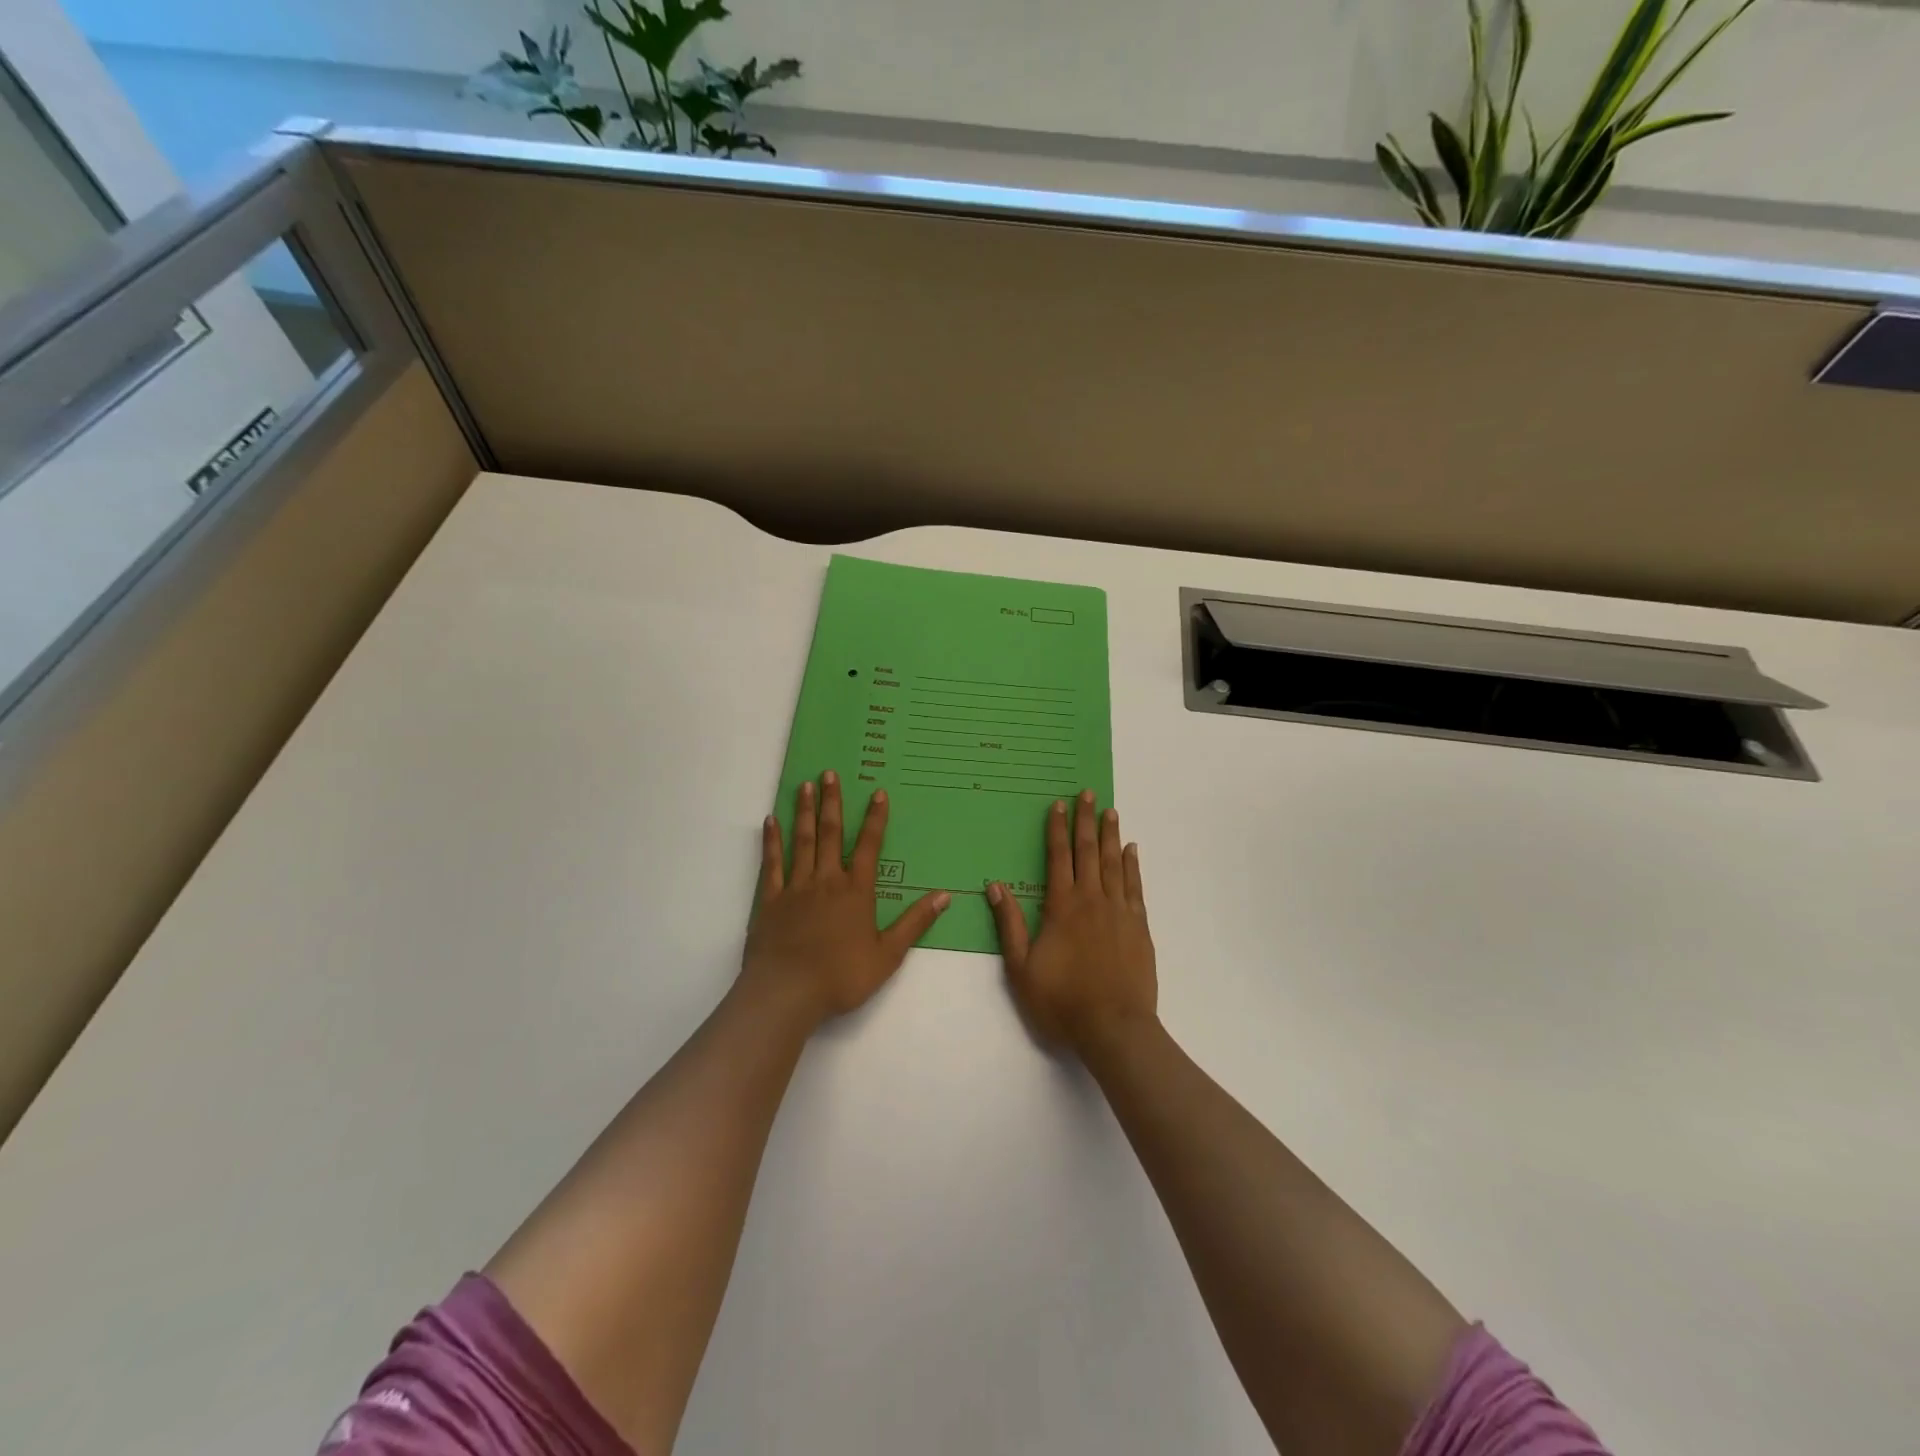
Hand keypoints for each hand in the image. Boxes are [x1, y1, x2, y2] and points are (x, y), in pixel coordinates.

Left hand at [741, 771, 949, 1027]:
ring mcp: (796, 887)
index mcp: (856, 891)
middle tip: (829, 773)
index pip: (869, 846)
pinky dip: (771, 841)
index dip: (875, 819)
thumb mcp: (888, 954)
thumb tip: (945, 896)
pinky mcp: (771, 900)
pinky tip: (771, 821)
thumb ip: (915, 923)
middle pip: (830, 834)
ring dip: (804, 812)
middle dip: (832, 802)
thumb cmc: (842, 975)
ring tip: (805, 786)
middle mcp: (827, 880)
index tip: (877, 793)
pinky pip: (772, 864)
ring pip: (802, 841)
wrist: (788, 991)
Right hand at [987, 790, 1156, 1052]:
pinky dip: (1133, 865)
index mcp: (1062, 906)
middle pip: (1089, 851)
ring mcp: (1119, 912)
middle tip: (1089, 794)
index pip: (1058, 857)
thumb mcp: (1021, 967)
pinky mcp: (1139, 927)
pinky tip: (1132, 850)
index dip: (1057, 829)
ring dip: (1111, 835)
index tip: (1059, 804)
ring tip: (1110, 811)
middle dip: (1086, 821)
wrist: (1114, 1028)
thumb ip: (1009, 924)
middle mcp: (1092, 900)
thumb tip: (995, 885)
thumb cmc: (1061, 1001)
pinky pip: (1135, 887)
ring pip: (1114, 863)